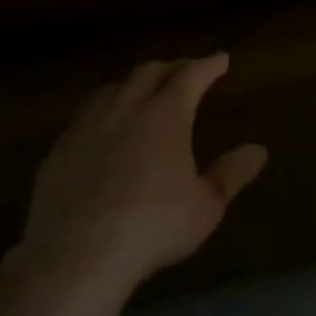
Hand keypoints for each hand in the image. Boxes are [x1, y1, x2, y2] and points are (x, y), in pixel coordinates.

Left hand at [18, 55, 266, 292]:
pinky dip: (102, 111)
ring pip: (112, 90)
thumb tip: (258, 150)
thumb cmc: (153, 226)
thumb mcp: (206, 206)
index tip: (221, 59)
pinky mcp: (58, 153)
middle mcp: (126, 109)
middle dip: (170, 67)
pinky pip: (83, 117)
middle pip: (148, 73)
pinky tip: (102, 130)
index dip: (208, 65)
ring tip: (141, 92)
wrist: (76, 256)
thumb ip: (231, 174)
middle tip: (184, 71)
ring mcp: (87, 128)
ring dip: (132, 84)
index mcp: (166, 114)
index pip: (191, 75)